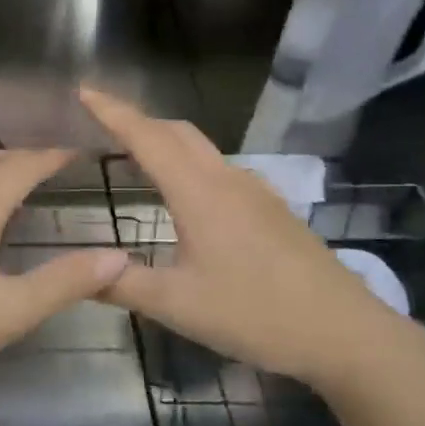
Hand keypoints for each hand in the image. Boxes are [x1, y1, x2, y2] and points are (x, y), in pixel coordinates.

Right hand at [80, 87, 424, 389]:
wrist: (346, 334)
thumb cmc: (256, 315)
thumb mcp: (178, 306)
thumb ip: (122, 285)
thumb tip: (78, 271)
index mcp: (199, 194)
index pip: (147, 138)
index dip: (113, 112)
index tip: (84, 91)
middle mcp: (228, 181)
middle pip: (177, 132)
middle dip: (137, 120)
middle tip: (101, 123)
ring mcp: (256, 193)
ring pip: (202, 149)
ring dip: (165, 141)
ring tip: (135, 155)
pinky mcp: (273, 210)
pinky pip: (220, 169)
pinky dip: (190, 163)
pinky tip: (186, 195)